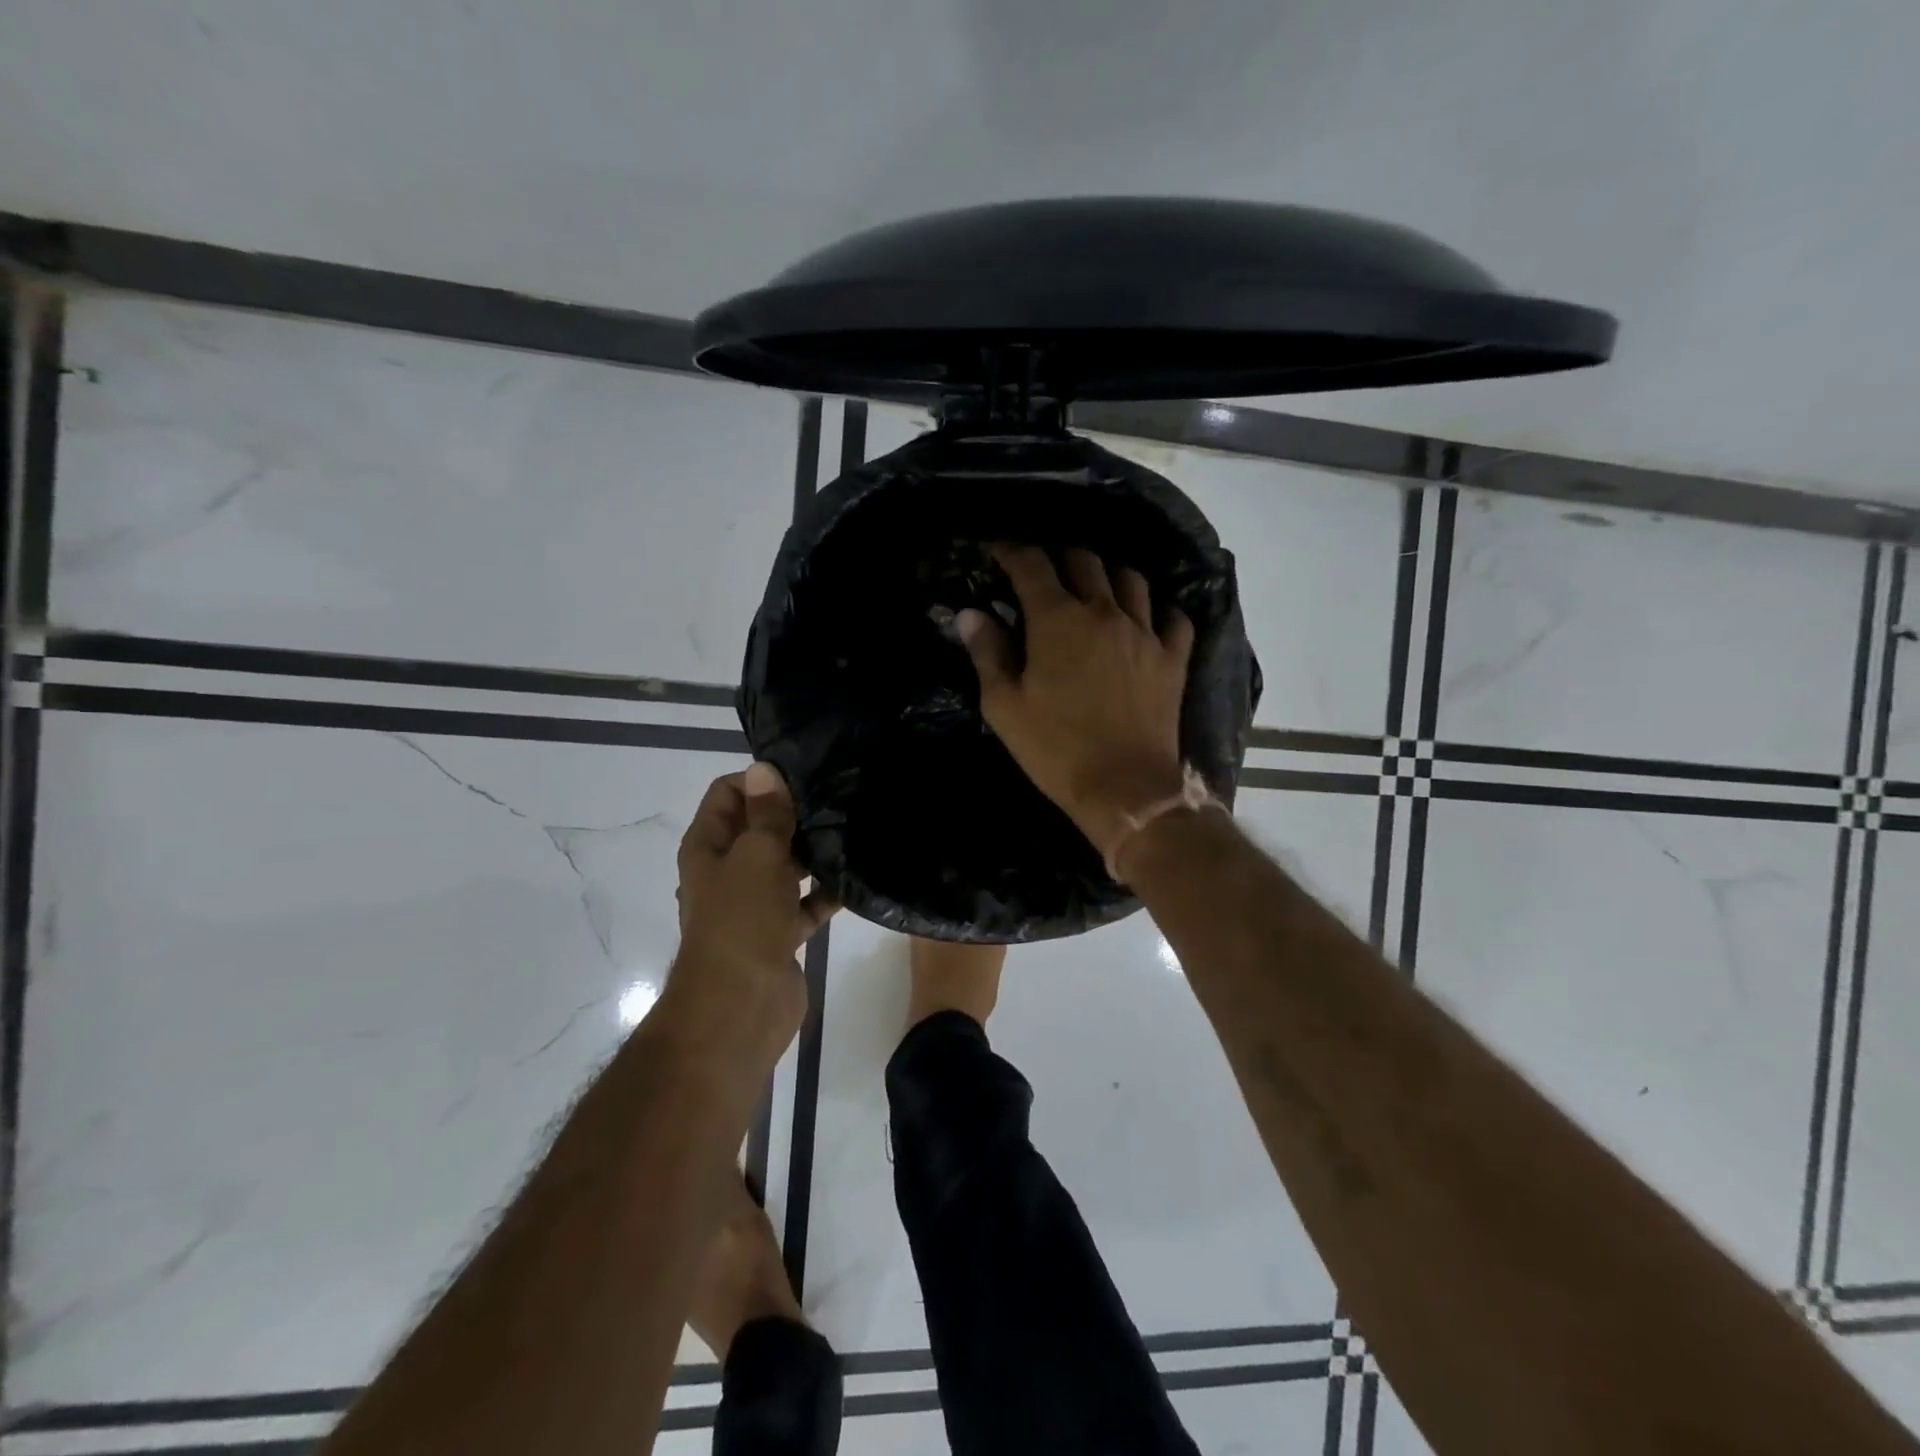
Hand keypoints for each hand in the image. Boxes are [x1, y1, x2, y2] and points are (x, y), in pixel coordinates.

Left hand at [665, 763, 837, 1065]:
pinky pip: (805, 903)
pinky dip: (825, 893)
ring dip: (812, 852)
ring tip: (853, 829)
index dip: (759, 781)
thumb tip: (763, 768)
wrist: (741, 1008)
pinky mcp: (779, 933)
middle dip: (792, 814)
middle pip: (758, 829)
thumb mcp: (756, 857)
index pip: (727, 795)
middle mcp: (727, 871)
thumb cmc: (742, 922)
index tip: (803, 776)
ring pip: (785, 866)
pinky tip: (856, 878)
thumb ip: (766, 813)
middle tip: (838, 797)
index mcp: (708, 848)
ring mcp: (753, 905)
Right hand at [957, 545, 1193, 862]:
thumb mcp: (1004, 707)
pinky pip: (1172, 616)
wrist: (1125, 789)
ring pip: (1129, 578)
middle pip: (1083, 560)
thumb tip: (971, 614)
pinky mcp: (1173, 657)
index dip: (1012, 551)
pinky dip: (1156, 609)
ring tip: (1093, 586)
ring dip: (1106, 574)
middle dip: (1058, 556)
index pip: (1032, 565)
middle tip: (1044, 571)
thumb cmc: (1055, 749)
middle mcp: (1104, 612)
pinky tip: (1145, 617)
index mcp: (1058, 619)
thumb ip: (988, 653)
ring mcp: (1145, 631)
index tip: (999, 550)